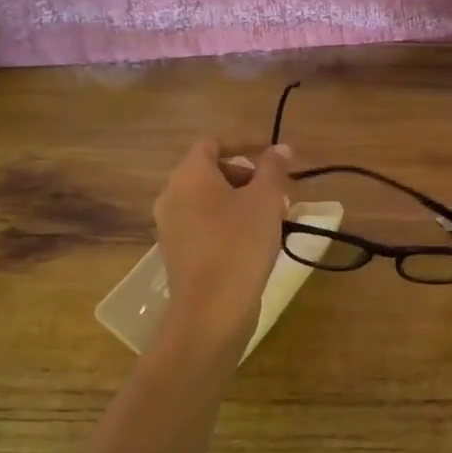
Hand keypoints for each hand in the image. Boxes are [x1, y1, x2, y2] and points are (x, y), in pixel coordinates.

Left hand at [153, 138, 292, 349]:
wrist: (212, 310)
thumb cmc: (240, 243)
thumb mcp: (266, 200)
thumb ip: (274, 168)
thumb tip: (280, 148)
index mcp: (189, 175)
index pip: (213, 142)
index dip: (245, 142)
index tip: (274, 155)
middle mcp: (172, 195)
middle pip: (210, 171)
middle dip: (248, 175)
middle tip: (278, 190)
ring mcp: (171, 227)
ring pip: (209, 200)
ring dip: (241, 201)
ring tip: (273, 217)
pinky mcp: (178, 253)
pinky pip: (205, 225)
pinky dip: (229, 223)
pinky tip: (256, 241)